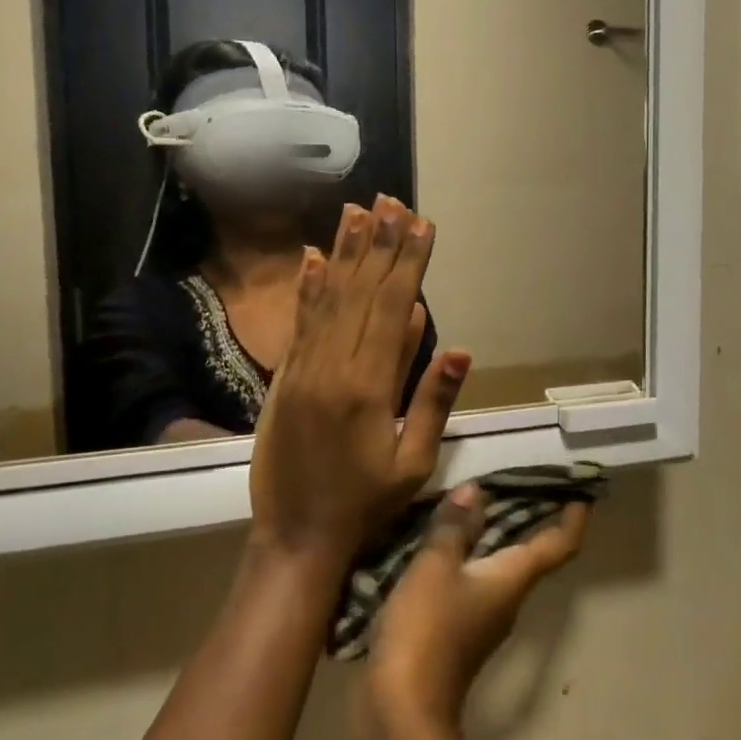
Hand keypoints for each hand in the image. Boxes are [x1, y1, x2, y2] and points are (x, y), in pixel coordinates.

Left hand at [249, 198, 470, 563]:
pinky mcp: (284, 378)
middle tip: (392, 202)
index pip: (394, 309)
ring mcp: (303, 369)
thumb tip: (456, 347)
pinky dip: (308, 287)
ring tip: (358, 211)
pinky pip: (300, 323)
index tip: (421, 225)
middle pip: (361, 292)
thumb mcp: (414, 464)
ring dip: (346, 252)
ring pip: (329, 298)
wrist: (296, 537)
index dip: (409, 263)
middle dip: (380, 244)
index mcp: (370, 386)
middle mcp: (334, 366)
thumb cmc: (365, 505)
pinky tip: (313, 257)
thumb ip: (432, 401)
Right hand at [366, 484, 589, 723]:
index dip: (574, 518)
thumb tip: (475, 491)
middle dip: (530, 517)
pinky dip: (467, 556)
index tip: (581, 492)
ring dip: (493, 535)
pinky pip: (472, 581)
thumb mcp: (436, 567)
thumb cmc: (427, 630)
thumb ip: (454, 527)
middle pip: (531, 553)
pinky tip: (441, 543)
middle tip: (518, 479)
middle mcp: (508, 598)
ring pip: (499, 567)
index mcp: (513, 579)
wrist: (402, 711)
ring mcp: (483, 618)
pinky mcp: (457, 632)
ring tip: (472, 503)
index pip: (559, 545)